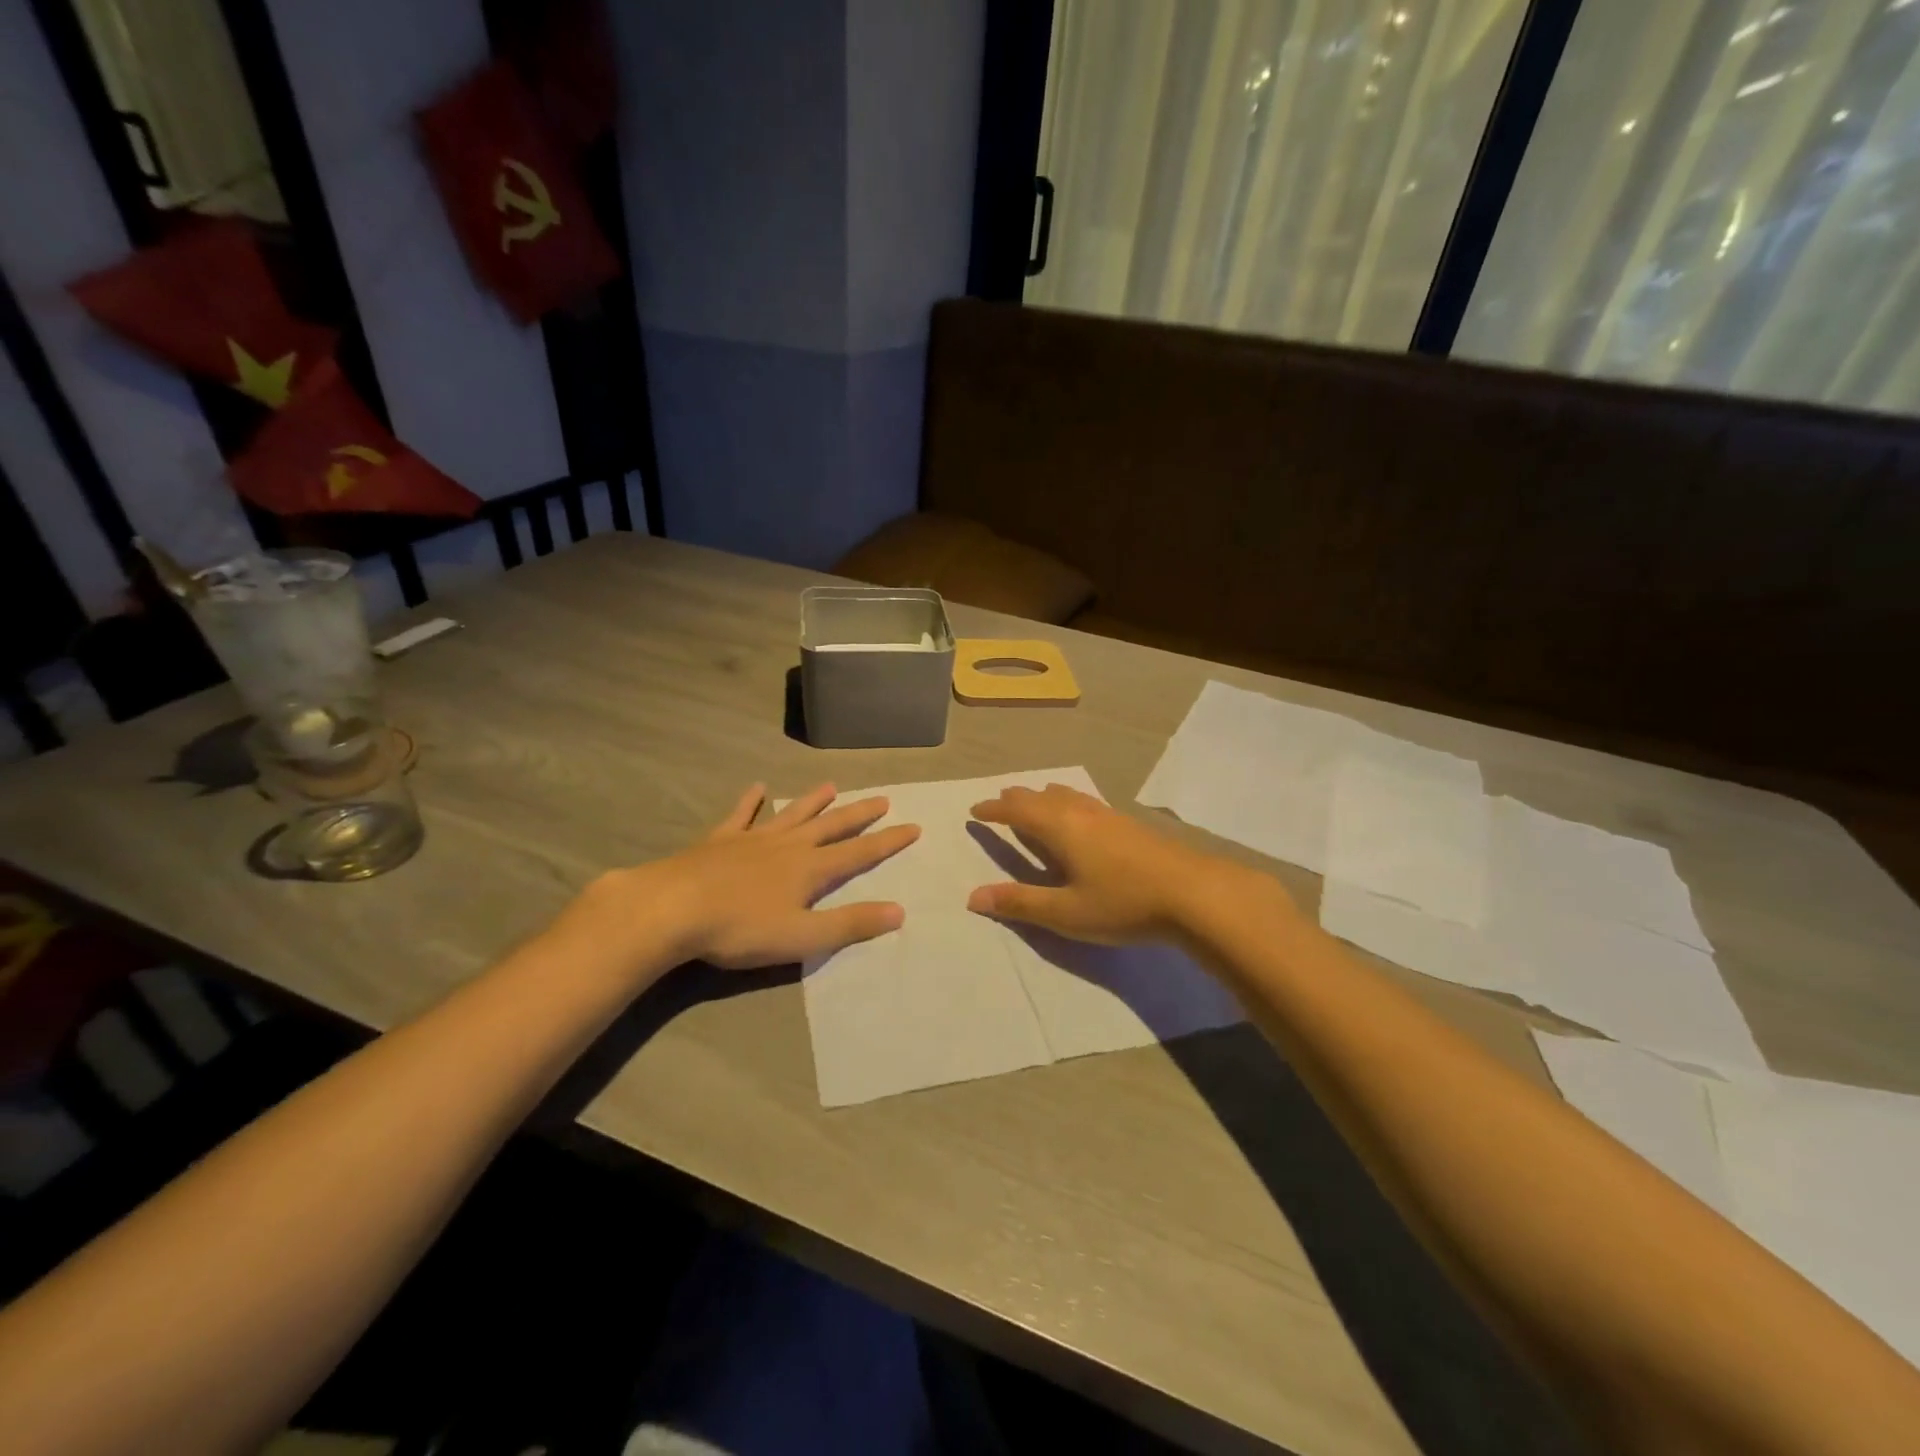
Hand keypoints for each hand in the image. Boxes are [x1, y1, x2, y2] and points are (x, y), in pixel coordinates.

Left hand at [562, 783, 918, 976]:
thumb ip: (850, 925)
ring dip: (814, 801)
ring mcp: (753, 839)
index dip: (888, 841)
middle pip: (831, 826)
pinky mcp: (720, 840)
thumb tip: (899, 911)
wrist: (672, 909)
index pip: (860, 852)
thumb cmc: (740, 928)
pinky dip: (751, 801)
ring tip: (832, 785)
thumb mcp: (802, 937)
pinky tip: (757, 787)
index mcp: (810, 869)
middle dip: (860, 814)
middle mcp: (788, 845)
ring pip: (792, 814)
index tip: (914, 826)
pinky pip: (741, 815)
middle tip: (883, 799)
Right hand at [968, 783, 1257, 944]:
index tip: (975, 810)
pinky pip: (1086, 802)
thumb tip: (973, 897)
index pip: (1017, 810)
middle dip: (1017, 799)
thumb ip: (1020, 903)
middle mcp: (1080, 812)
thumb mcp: (1065, 912)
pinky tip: (1082, 819)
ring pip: (1067, 795)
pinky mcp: (1131, 823)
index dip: (994, 809)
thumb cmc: (1122, 903)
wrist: (1194, 893)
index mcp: (1059, 827)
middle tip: (1001, 803)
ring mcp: (1109, 814)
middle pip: (1041, 796)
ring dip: (1044, 798)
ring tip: (1037, 803)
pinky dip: (1069, 803)